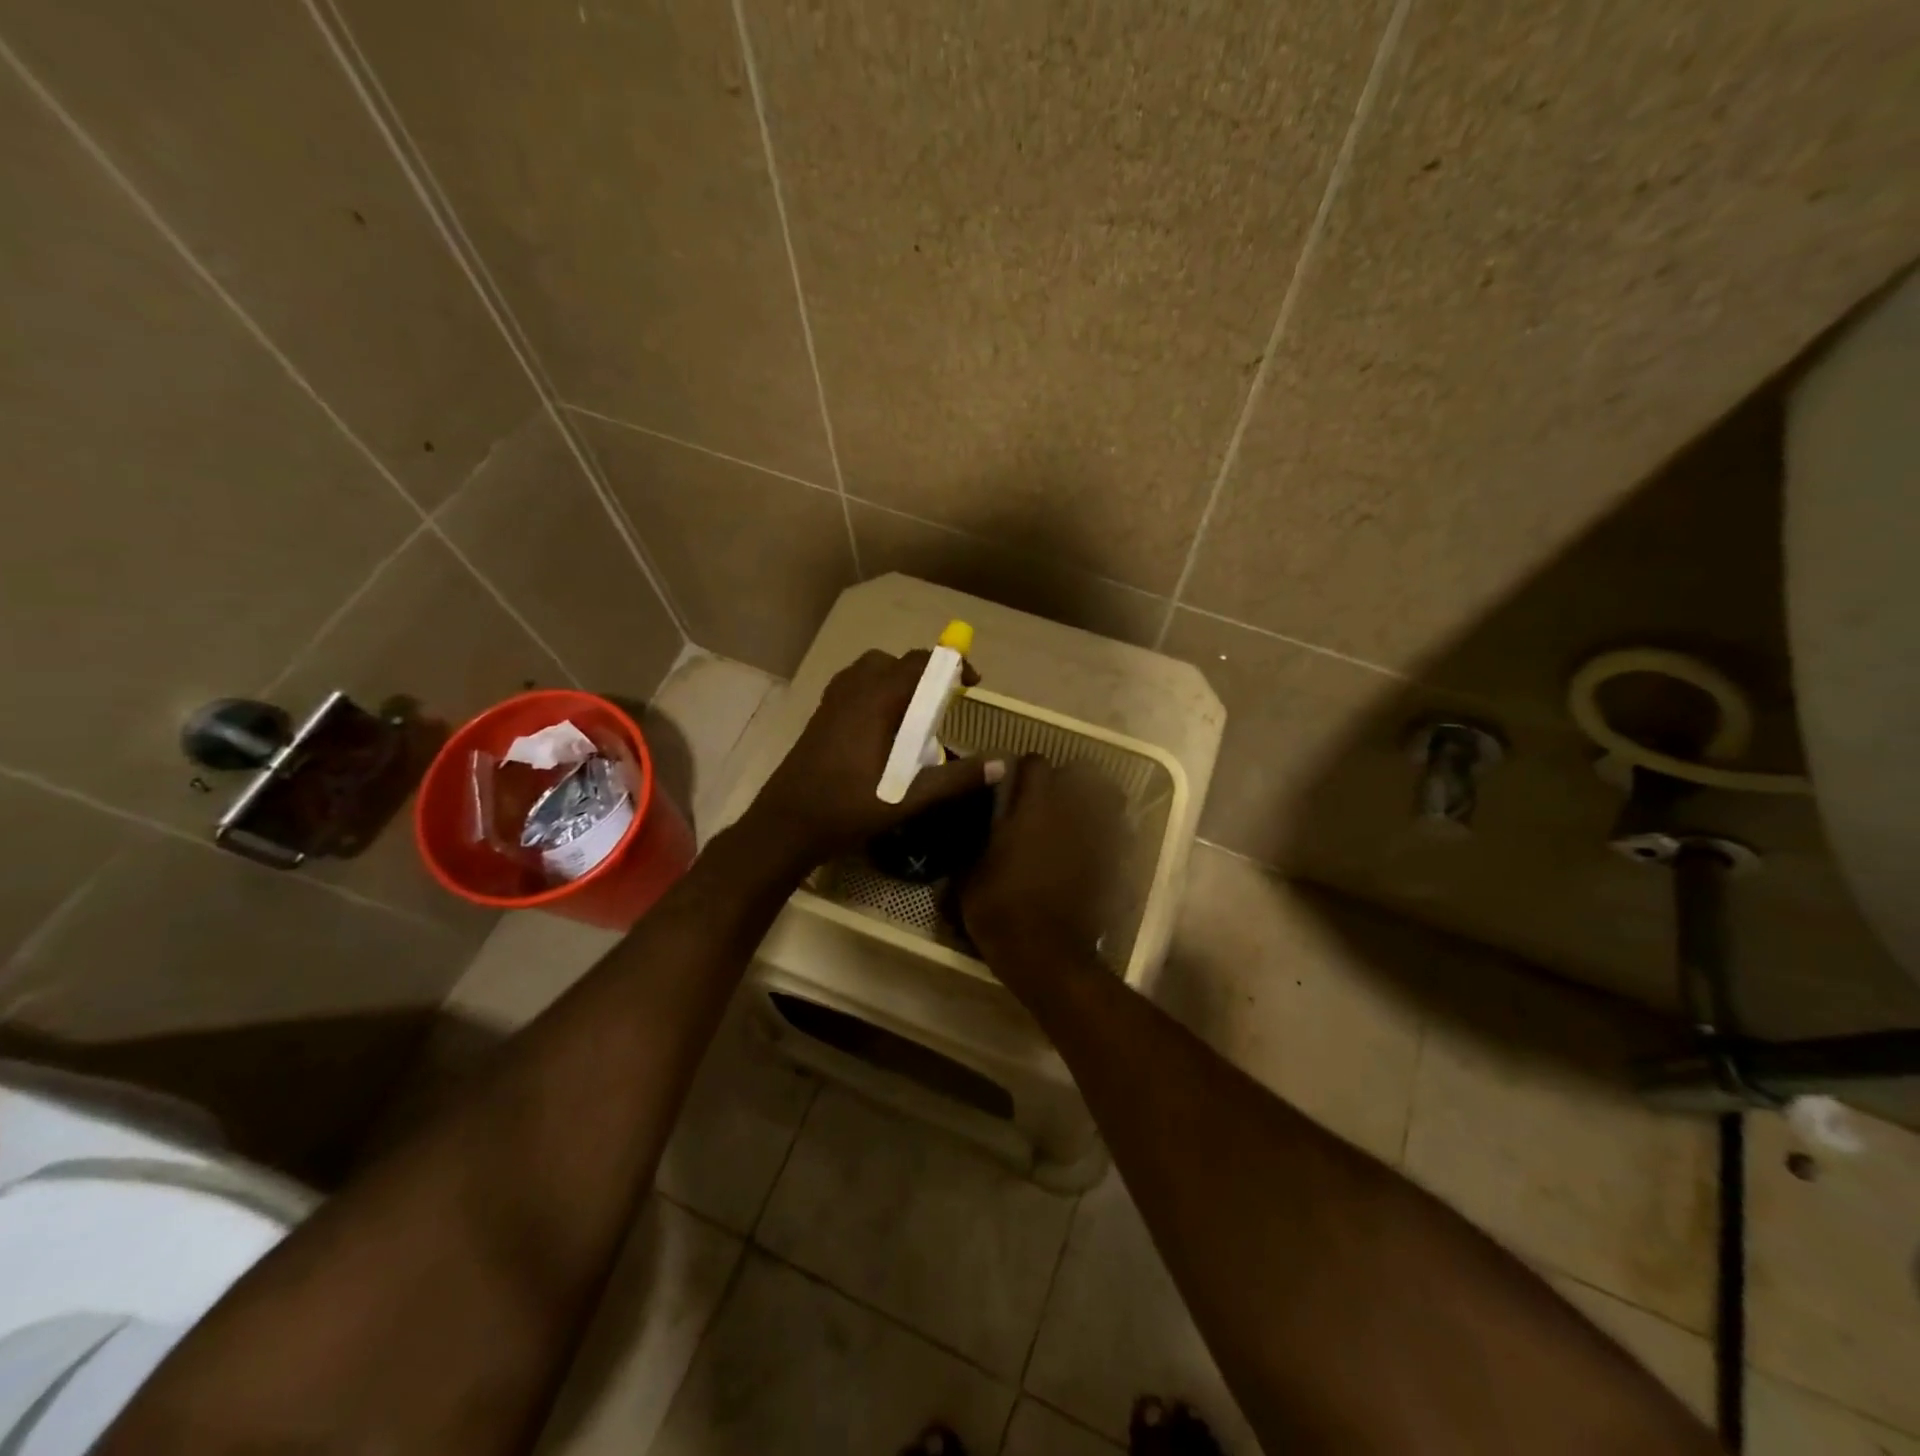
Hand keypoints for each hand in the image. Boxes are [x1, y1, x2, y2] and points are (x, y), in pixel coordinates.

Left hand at [748, 649, 1003, 866]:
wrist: (784, 826)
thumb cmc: (845, 811)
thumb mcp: (906, 799)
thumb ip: (954, 780)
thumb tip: (1001, 765)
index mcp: (873, 703)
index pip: (916, 664)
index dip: (949, 666)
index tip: (972, 684)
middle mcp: (850, 693)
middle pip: (892, 662)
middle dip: (923, 672)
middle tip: (945, 701)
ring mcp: (831, 704)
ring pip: (868, 671)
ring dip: (896, 680)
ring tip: (916, 713)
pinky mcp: (820, 718)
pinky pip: (853, 687)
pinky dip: (875, 691)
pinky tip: (884, 728)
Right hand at [960, 755, 1125, 964]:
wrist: (1046, 954)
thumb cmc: (1001, 909)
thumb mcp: (969, 874)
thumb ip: (974, 841)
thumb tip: (972, 828)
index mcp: (1033, 805)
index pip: (1035, 762)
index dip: (1024, 770)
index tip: (1013, 786)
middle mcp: (1071, 810)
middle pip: (1081, 772)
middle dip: (1066, 780)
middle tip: (1047, 800)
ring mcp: (1098, 835)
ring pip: (1108, 798)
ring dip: (1093, 801)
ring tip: (1077, 817)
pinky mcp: (1115, 861)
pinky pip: (1118, 832)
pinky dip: (1108, 833)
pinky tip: (1092, 848)